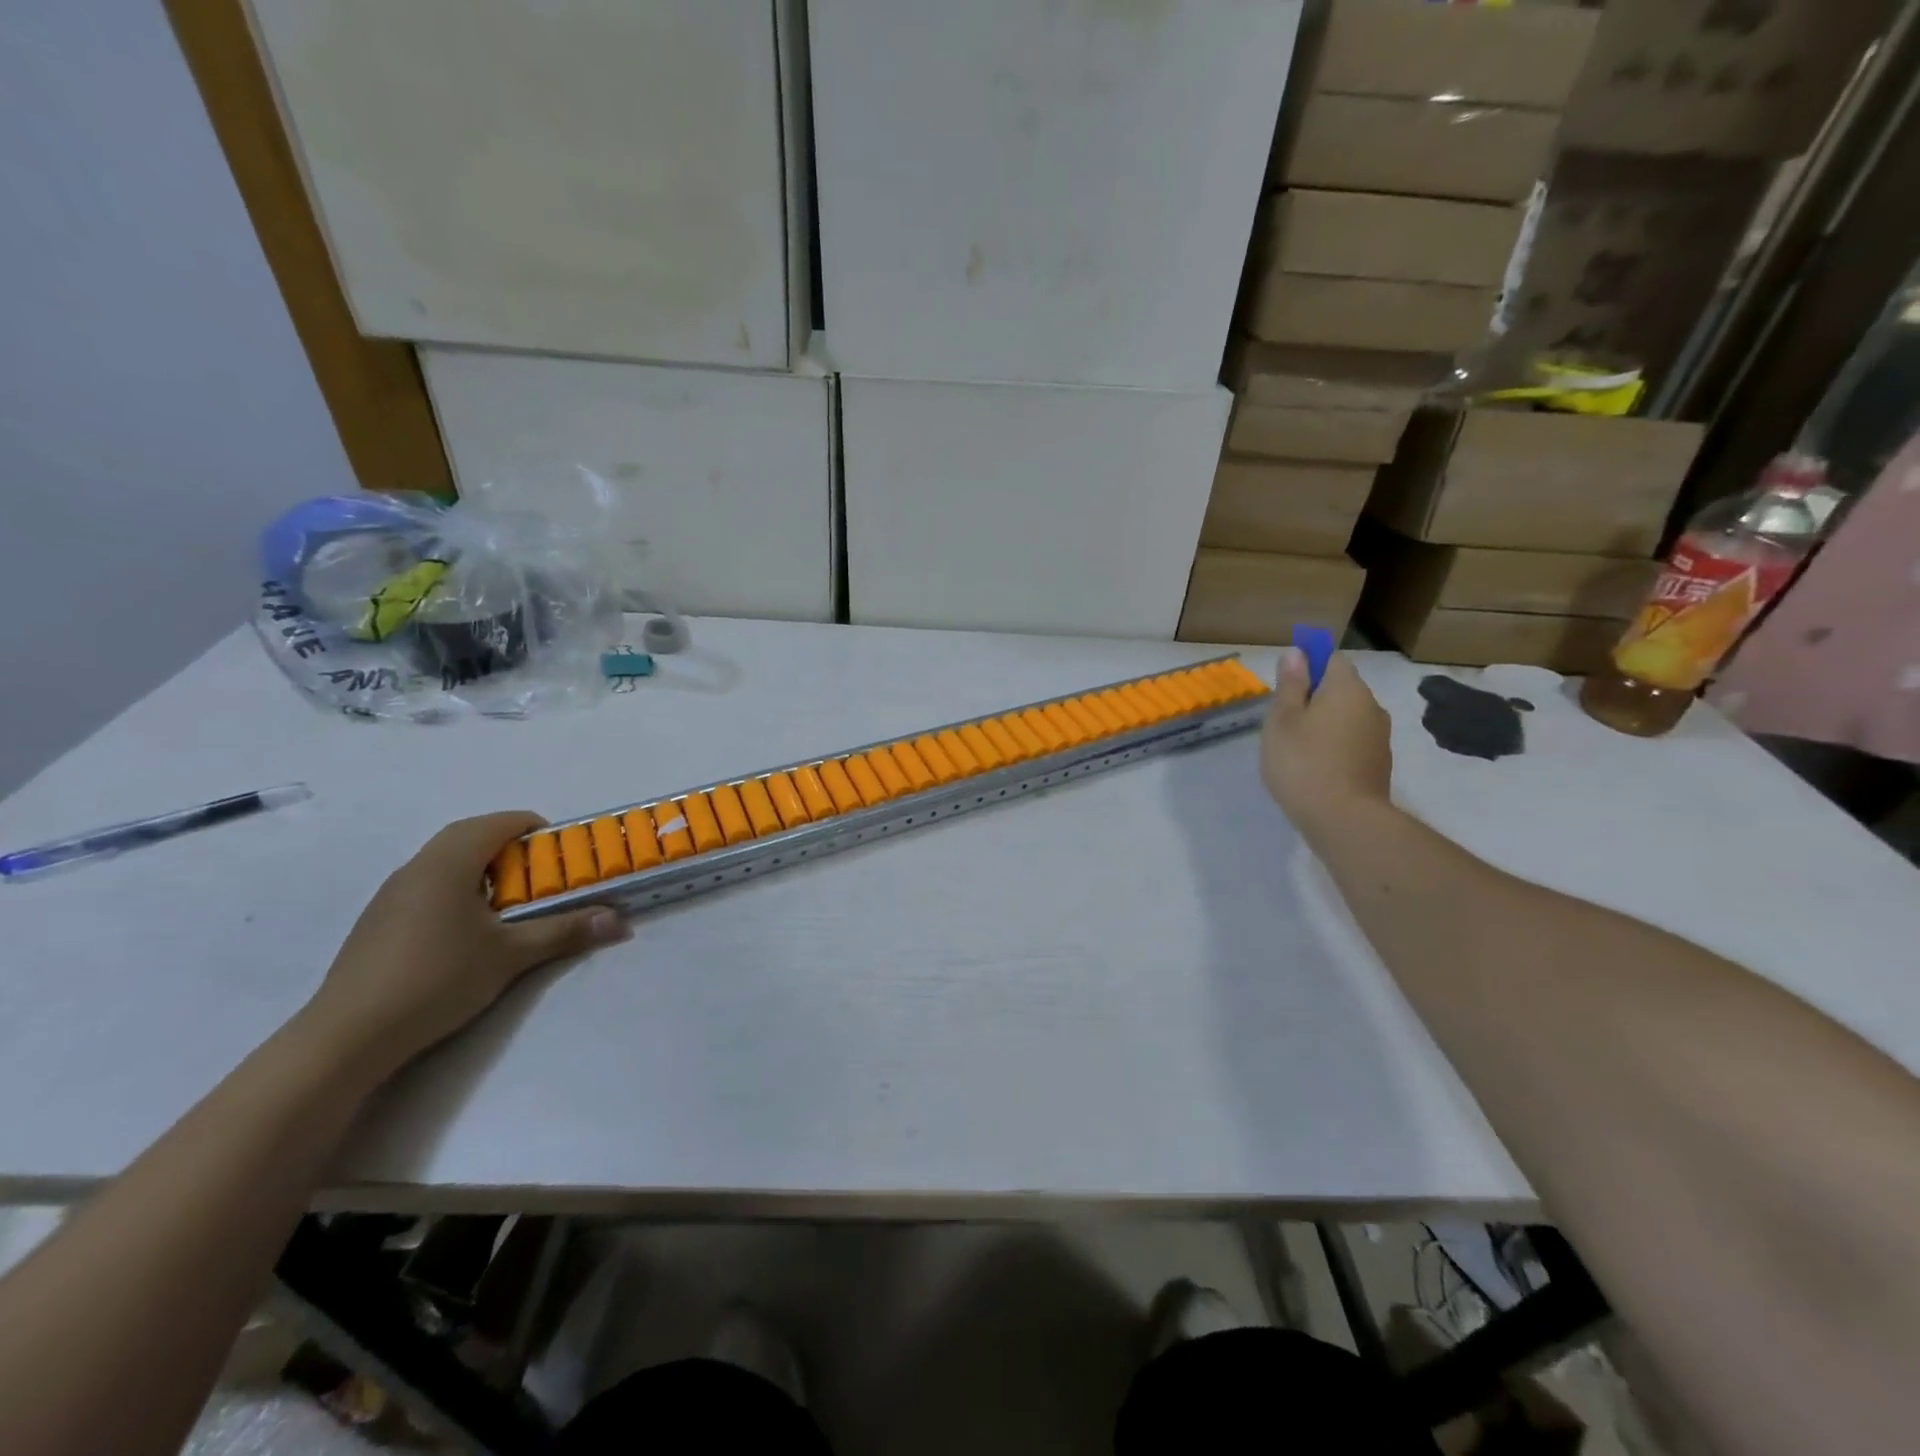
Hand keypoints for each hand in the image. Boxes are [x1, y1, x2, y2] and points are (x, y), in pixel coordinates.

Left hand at [300, 813, 628, 1077]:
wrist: (348, 1036)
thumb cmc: (438, 979)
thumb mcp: (512, 955)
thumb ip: (565, 931)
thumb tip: (618, 921)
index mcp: (449, 863)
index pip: (498, 823)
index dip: (534, 829)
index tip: (560, 852)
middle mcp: (417, 867)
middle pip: (469, 835)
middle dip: (509, 845)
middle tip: (540, 873)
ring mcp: (391, 894)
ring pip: (444, 860)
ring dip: (481, 866)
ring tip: (510, 901)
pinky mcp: (378, 921)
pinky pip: (426, 884)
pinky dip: (457, 887)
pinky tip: (467, 929)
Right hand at [1260, 648, 1393, 840]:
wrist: (1344, 820)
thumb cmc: (1303, 763)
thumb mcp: (1282, 720)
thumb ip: (1290, 684)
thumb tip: (1297, 653)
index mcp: (1347, 688)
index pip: (1331, 658)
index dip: (1308, 665)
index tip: (1285, 687)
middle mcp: (1371, 706)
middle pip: (1340, 688)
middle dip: (1314, 697)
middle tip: (1283, 722)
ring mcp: (1379, 736)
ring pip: (1347, 716)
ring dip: (1324, 724)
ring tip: (1297, 748)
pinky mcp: (1378, 763)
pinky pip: (1352, 741)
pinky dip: (1335, 746)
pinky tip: (1315, 768)